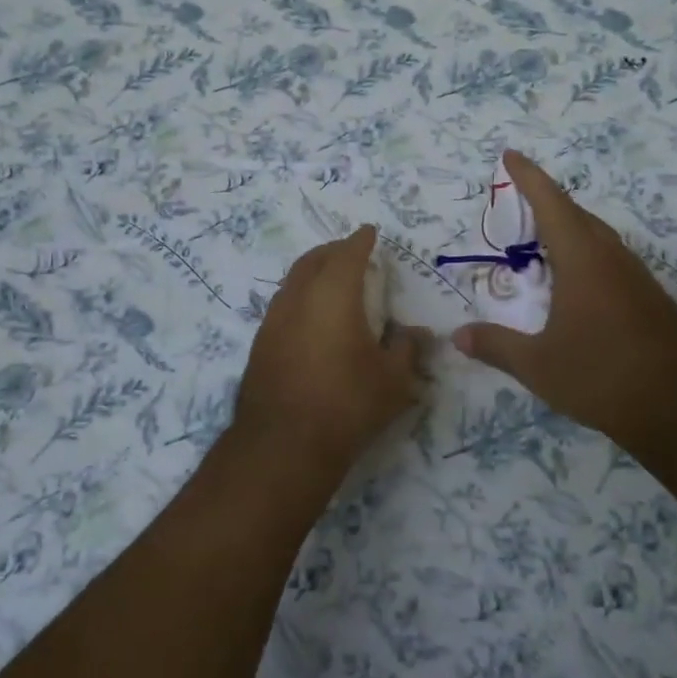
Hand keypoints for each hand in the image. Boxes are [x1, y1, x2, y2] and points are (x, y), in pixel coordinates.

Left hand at [234, 226, 426, 478]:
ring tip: (330, 281)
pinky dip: (300, 297)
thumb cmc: (346, 404)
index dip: (361, 240)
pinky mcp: (260, 343)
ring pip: (294, 280)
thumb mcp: (393, 380)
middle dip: (334, 250)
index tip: (370, 232)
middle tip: (350, 252)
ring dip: (313, 272)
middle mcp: (299, 296)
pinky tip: (310, 317)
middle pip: (314, 259)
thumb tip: (417, 333)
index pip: (348, 253)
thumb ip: (407, 349)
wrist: (282, 445)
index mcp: (334, 293)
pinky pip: (283, 304)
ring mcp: (274, 319)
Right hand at [453, 151, 676, 449]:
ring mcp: (636, 277)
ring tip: (544, 239)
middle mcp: (611, 257)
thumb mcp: (538, 365)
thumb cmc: (601, 376)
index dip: (529, 177)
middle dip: (547, 201)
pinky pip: (612, 259)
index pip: (551, 203)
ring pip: (598, 237)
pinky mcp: (651, 299)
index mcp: (581, 259)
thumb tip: (457, 335)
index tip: (511, 155)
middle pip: (577, 215)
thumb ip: (496, 346)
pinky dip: (587, 254)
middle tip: (520, 200)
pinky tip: (578, 282)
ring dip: (570, 228)